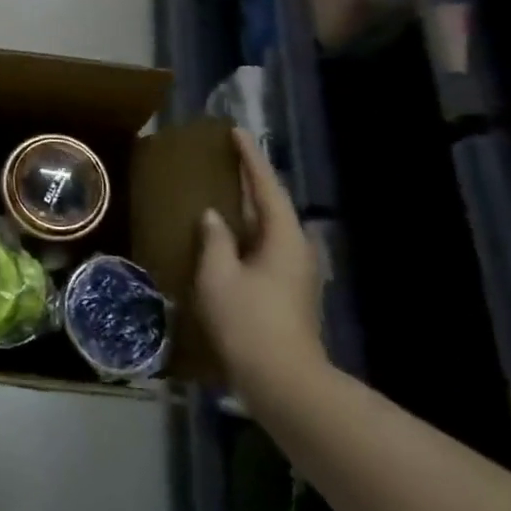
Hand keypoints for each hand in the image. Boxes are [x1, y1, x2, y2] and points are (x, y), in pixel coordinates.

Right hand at [195, 128, 326, 392]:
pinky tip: (227, 234)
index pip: (265, 186)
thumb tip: (213, 217)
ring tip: (223, 190)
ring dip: (248, 207)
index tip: (235, 132)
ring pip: (269, 227)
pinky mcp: (288, 290)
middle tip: (226, 157)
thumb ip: (214, 240)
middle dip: (250, 180)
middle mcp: (297, 248)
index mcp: (283, 237)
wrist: (282, 379)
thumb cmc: (247, 320)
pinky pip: (265, 245)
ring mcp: (296, 272)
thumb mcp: (218, 275)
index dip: (249, 158)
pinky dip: (247, 230)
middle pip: (272, 204)